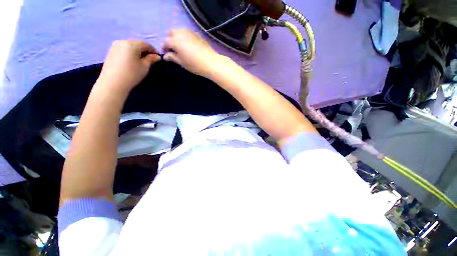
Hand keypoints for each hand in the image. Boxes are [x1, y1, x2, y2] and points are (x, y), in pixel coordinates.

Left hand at [97, 40, 160, 92]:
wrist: (113, 83)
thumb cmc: (132, 74)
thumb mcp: (145, 67)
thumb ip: (151, 59)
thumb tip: (156, 56)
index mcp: (132, 44)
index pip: (146, 44)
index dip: (153, 50)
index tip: (158, 57)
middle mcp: (122, 41)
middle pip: (137, 44)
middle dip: (145, 50)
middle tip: (150, 59)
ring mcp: (115, 46)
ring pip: (130, 46)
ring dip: (137, 51)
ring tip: (141, 61)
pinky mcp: (111, 51)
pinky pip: (124, 49)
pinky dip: (130, 53)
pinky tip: (132, 61)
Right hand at [163, 29, 221, 77]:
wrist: (211, 62)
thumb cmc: (195, 65)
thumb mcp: (182, 63)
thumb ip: (172, 57)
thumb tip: (165, 56)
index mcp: (175, 41)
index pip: (165, 42)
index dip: (164, 48)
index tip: (166, 54)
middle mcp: (181, 33)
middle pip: (171, 32)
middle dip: (169, 39)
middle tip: (173, 49)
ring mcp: (190, 32)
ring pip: (179, 31)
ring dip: (177, 36)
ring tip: (180, 46)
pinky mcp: (197, 34)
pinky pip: (188, 33)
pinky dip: (185, 36)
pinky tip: (189, 45)